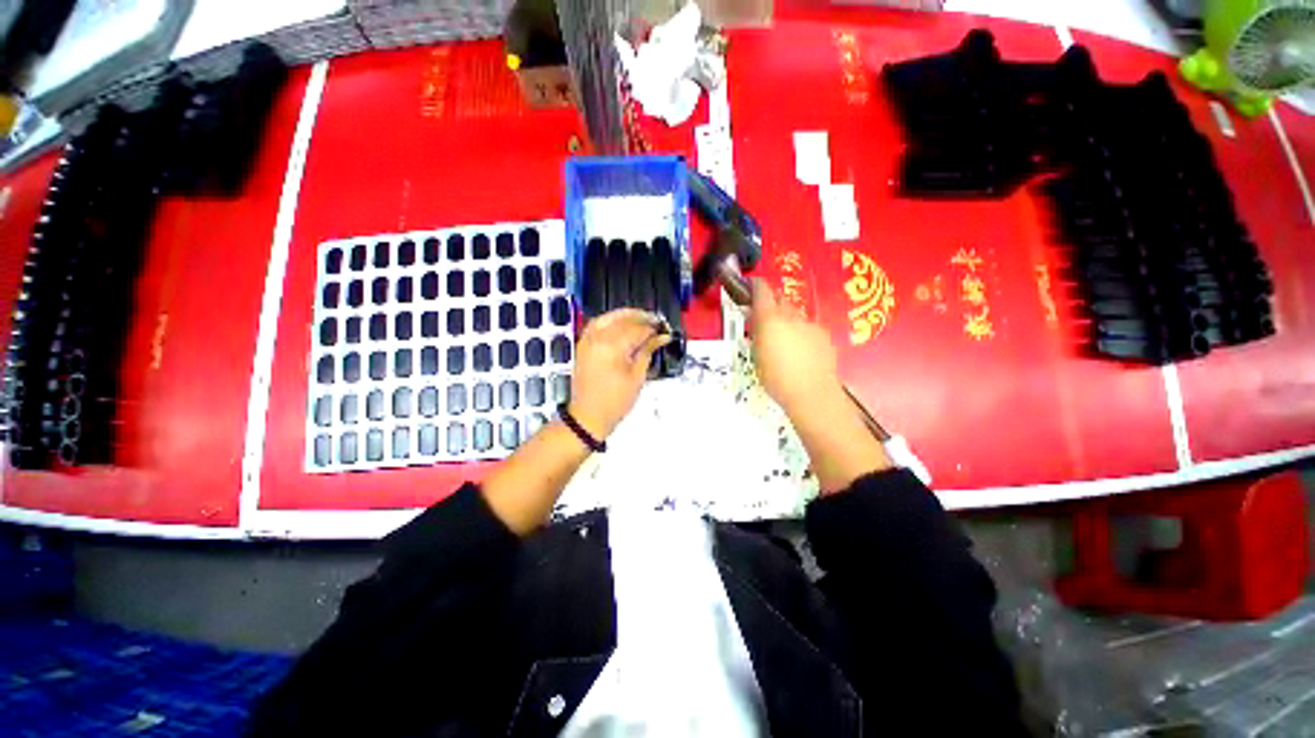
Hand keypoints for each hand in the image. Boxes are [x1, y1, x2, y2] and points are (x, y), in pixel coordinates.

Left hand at [569, 309, 670, 439]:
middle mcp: (598, 339)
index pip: (637, 329)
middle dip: (642, 319)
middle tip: (657, 322)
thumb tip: (660, 338)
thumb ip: (647, 352)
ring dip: (626, 315)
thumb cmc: (615, 402)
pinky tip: (621, 323)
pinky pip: (597, 324)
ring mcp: (587, 340)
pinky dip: (610, 320)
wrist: (588, 416)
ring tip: (642, 318)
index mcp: (612, 347)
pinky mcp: (582, 345)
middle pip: (623, 319)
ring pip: (609, 317)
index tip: (664, 332)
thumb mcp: (637, 377)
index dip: (653, 329)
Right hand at [749, 279, 840, 411]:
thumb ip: (758, 334)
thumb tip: (758, 322)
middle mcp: (791, 316)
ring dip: (788, 319)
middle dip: (773, 304)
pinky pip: (809, 327)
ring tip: (785, 339)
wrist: (811, 393)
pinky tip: (802, 351)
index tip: (751, 287)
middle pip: (781, 299)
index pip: (762, 290)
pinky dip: (803, 333)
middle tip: (766, 318)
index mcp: (770, 319)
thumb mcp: (757, 355)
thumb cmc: (775, 378)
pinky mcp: (824, 335)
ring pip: (796, 314)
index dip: (756, 286)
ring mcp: (810, 324)